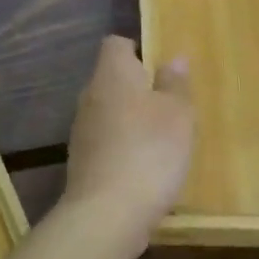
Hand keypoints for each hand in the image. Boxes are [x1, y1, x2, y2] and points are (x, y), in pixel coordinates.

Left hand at [60, 36, 195, 256]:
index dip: (137, 50)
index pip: (116, 44)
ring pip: (109, 112)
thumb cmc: (149, 151)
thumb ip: (175, 84)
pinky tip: (145, 168)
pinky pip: (106, 142)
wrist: (106, 214)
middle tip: (170, 106)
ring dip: (131, 121)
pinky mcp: (81, 161)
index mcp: (112, 74)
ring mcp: (81, 130)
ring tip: (162, 140)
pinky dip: (123, 148)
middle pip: (112, 79)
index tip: (161, 68)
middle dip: (138, 88)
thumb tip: (173, 59)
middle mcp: (90, 95)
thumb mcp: (177, 114)